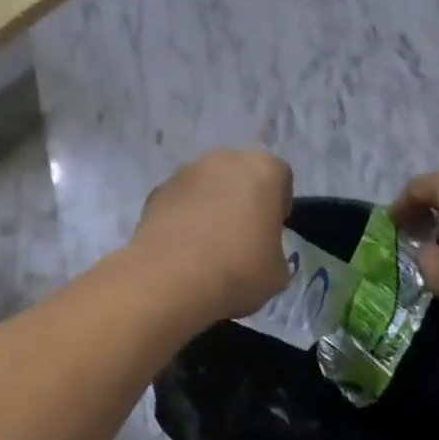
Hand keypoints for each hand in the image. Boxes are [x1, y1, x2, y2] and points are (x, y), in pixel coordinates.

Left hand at [131, 148, 292, 325]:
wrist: (170, 280)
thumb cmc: (237, 271)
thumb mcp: (277, 272)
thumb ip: (273, 249)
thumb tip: (260, 252)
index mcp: (263, 170)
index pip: (280, 177)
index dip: (278, 204)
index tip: (271, 231)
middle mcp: (224, 159)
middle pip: (241, 174)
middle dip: (243, 197)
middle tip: (241, 235)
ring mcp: (186, 171)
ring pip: (208, 183)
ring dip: (211, 204)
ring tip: (207, 243)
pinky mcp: (157, 190)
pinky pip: (181, 199)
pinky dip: (184, 215)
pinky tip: (183, 246)